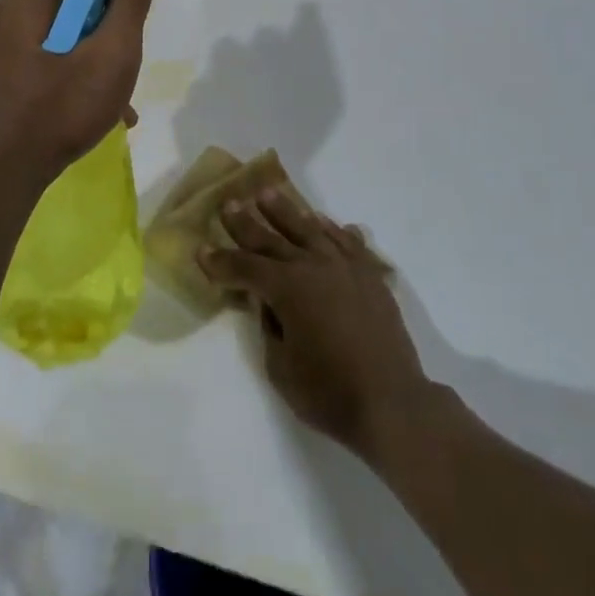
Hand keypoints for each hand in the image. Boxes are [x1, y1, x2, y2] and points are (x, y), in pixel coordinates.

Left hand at [0, 0, 155, 196]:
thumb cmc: (58, 110)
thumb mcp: (111, 55)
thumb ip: (129, 6)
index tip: (135, 29)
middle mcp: (2, 7)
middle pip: (74, 6)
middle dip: (106, 35)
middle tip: (126, 71)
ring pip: (58, 38)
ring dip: (90, 62)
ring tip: (114, 104)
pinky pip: (39, 60)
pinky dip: (65, 76)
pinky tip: (87, 113)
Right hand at [201, 191, 430, 461]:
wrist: (392, 402)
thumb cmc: (329, 393)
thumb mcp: (281, 367)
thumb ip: (269, 326)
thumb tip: (268, 302)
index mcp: (288, 288)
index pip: (245, 268)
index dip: (221, 261)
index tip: (202, 249)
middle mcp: (314, 266)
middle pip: (273, 238)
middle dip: (247, 223)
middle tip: (229, 203)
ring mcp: (345, 266)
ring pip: (309, 229)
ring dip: (286, 211)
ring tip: (268, 193)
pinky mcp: (369, 274)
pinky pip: (346, 241)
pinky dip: (331, 228)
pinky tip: (321, 221)